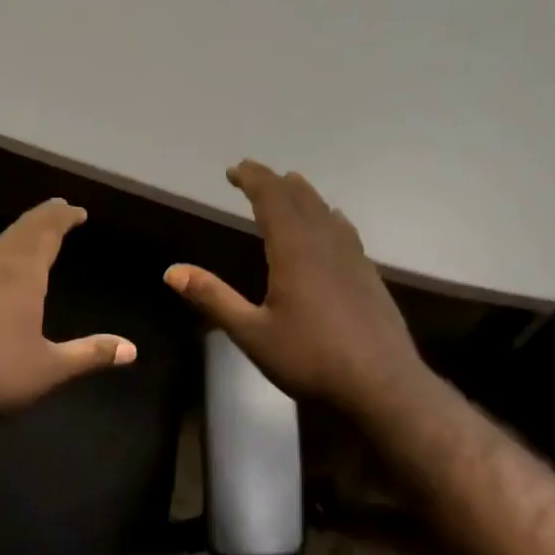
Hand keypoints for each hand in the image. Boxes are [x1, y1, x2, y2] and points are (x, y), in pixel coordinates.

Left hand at [0, 199, 137, 419]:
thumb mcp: (49, 369)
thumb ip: (90, 354)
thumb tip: (132, 349)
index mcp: (20, 275)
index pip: (46, 232)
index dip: (63, 218)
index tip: (77, 210)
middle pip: (19, 231)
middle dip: (42, 218)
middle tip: (58, 209)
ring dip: (18, 235)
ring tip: (32, 235)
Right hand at [164, 162, 426, 415]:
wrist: (382, 385)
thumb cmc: (310, 359)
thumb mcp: (251, 333)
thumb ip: (213, 298)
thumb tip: (172, 271)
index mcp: (294, 250)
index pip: (272, 198)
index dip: (252, 178)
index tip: (233, 169)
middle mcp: (325, 243)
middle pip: (300, 198)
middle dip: (274, 182)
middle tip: (253, 175)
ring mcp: (353, 257)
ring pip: (326, 211)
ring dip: (303, 195)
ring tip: (289, 188)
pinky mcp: (369, 275)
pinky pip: (345, 230)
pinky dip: (328, 216)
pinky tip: (333, 224)